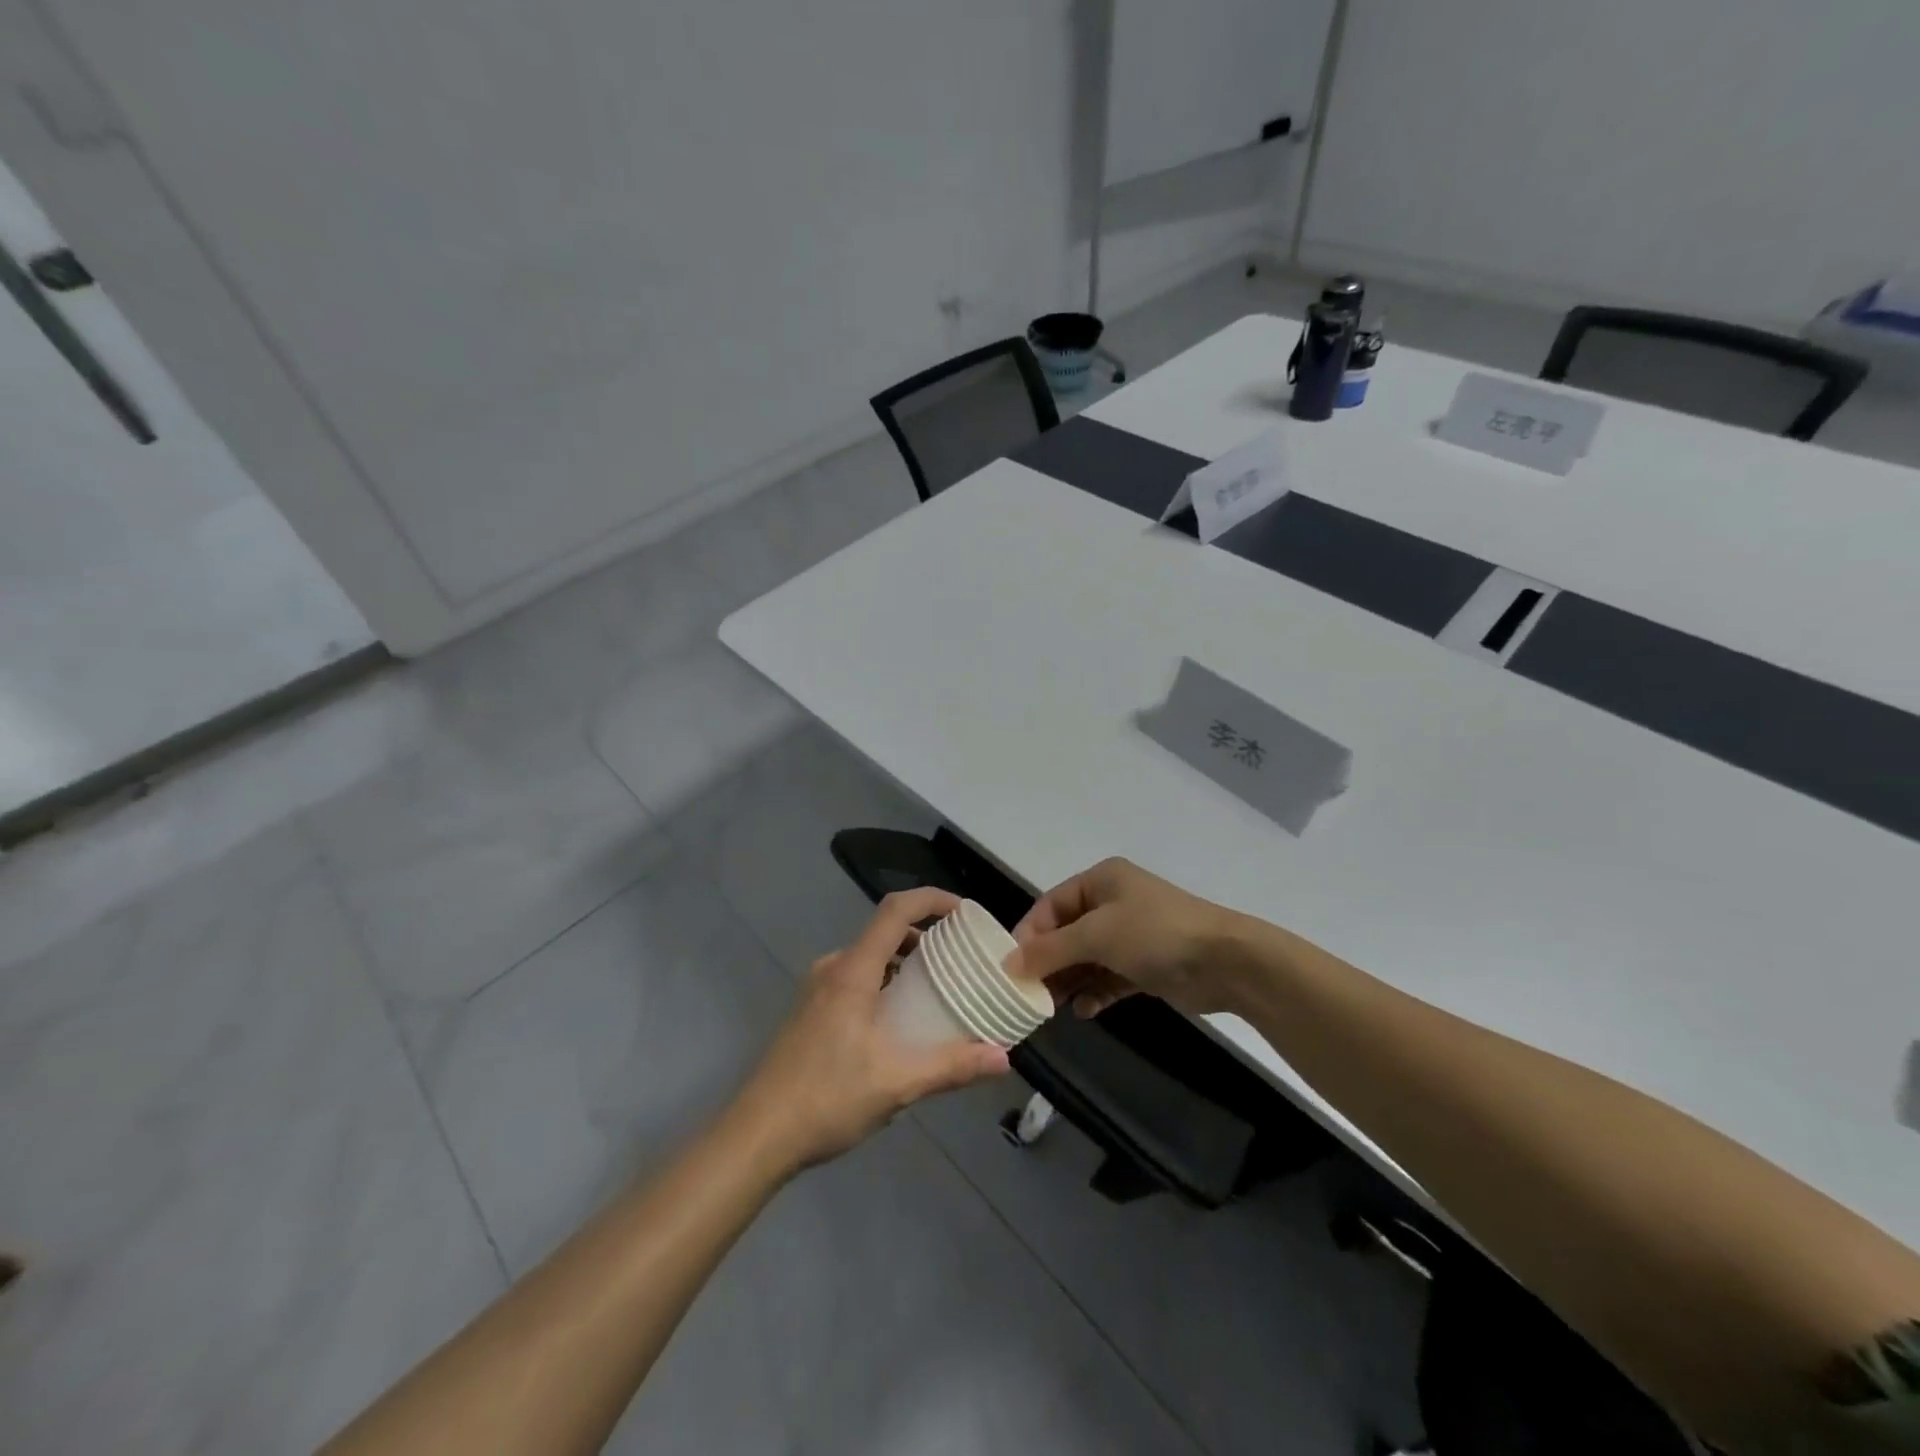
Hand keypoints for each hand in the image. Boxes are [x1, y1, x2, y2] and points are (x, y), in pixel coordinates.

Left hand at [732, 888, 1009, 1172]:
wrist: (756, 1136)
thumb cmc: (826, 1098)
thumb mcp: (896, 1083)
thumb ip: (952, 1066)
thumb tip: (1003, 1058)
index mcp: (853, 971)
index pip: (895, 909)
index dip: (932, 899)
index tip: (965, 912)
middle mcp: (833, 969)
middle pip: (884, 932)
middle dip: (926, 937)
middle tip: (961, 959)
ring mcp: (816, 989)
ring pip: (869, 958)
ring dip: (904, 963)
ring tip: (938, 991)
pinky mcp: (810, 1011)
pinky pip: (855, 979)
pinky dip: (884, 983)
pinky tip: (899, 1023)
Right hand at [1010, 858, 1251, 1017]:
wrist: (1226, 962)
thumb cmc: (1154, 934)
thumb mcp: (1096, 935)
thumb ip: (1051, 949)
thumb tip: (1008, 964)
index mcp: (1101, 881)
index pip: (1050, 905)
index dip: (1029, 934)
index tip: (1011, 968)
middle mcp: (1113, 903)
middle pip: (1067, 933)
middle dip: (1048, 962)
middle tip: (1028, 993)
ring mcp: (1131, 935)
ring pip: (1087, 958)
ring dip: (1069, 980)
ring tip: (1051, 1006)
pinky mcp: (1146, 966)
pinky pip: (1109, 978)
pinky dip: (1095, 992)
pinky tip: (1084, 1010)